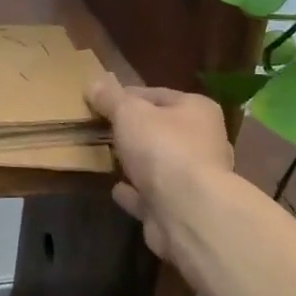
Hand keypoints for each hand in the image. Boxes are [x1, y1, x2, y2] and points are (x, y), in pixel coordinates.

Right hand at [85, 75, 233, 258]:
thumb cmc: (162, 148)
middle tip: (103, 129)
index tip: (102, 101)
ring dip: (136, 163)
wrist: (186, 212)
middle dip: (135, 131)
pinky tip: (116, 189)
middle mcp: (202, 142)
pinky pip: (150, 196)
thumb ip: (111, 98)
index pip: (158, 95)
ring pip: (158, 165)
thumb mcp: (129, 113)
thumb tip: (93, 83)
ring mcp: (193, 180)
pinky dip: (134, 193)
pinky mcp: (179, 210)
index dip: (129, 95)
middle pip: (161, 130)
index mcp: (198, 111)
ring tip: (107, 157)